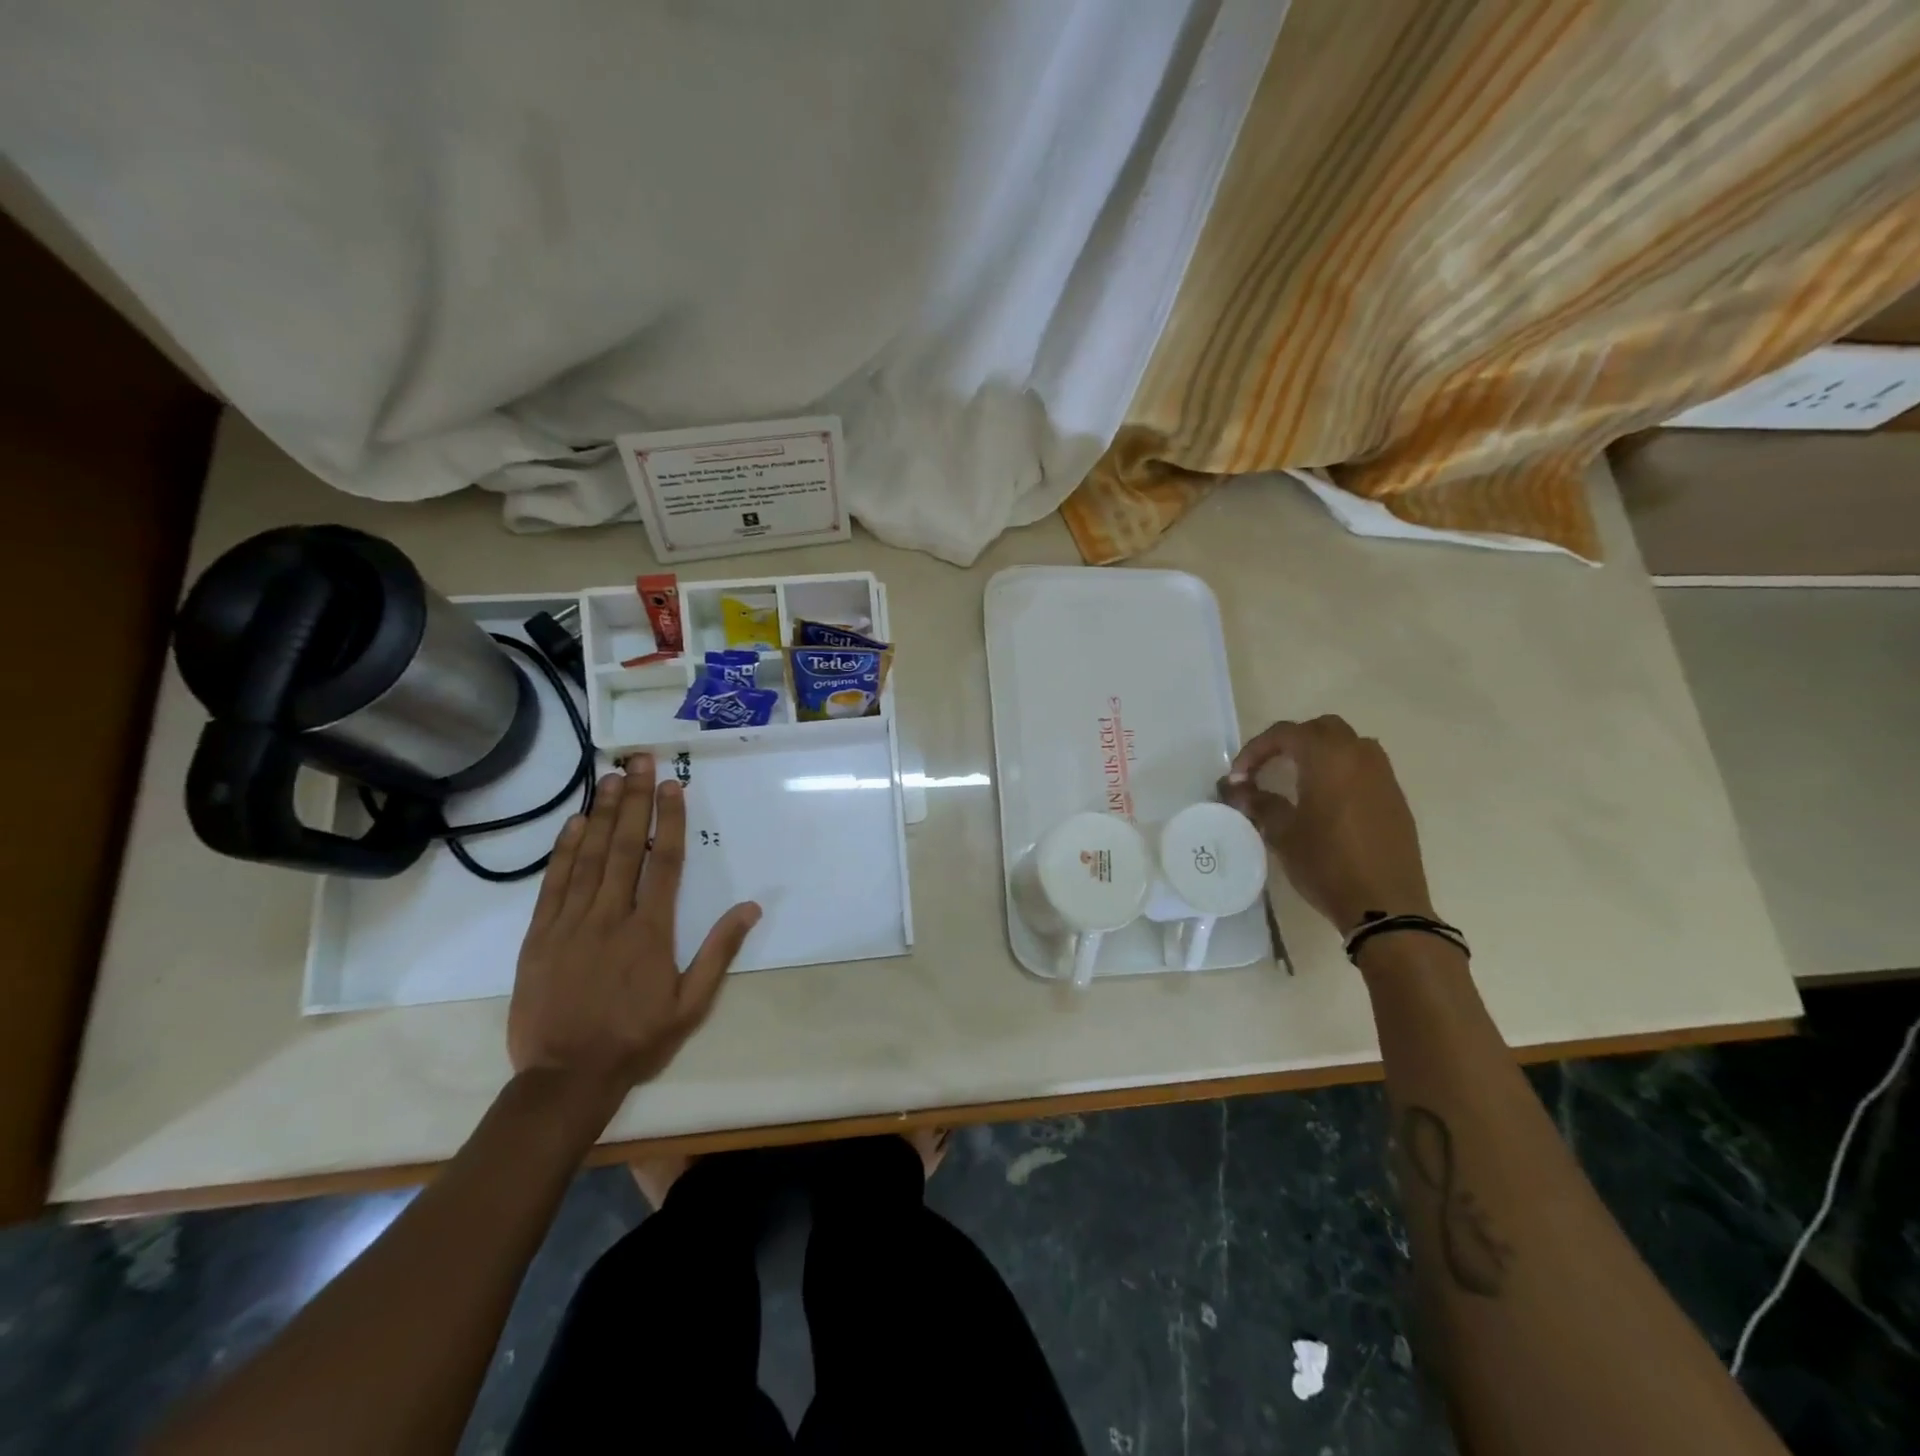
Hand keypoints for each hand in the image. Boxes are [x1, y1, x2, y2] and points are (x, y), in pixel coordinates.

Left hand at [508, 754, 761, 1107]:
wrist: (565, 1078)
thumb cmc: (636, 1039)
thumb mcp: (692, 1004)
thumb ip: (719, 952)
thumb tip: (752, 907)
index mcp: (650, 931)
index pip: (662, 862)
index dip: (667, 820)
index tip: (672, 786)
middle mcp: (610, 916)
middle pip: (623, 847)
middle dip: (633, 800)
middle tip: (639, 761)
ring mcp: (570, 924)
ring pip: (588, 857)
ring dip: (600, 814)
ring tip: (610, 778)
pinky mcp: (540, 937)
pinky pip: (554, 884)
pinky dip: (564, 851)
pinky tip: (573, 824)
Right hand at [1217, 715, 1432, 934]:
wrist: (1385, 905)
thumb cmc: (1326, 863)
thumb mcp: (1282, 832)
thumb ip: (1258, 802)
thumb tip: (1236, 789)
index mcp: (1328, 757)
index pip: (1285, 734)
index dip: (1255, 750)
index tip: (1238, 778)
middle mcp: (1359, 756)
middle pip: (1320, 729)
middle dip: (1289, 742)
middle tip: (1267, 768)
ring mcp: (1383, 776)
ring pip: (1348, 745)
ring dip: (1319, 753)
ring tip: (1297, 779)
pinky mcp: (1395, 798)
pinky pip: (1364, 768)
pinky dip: (1340, 771)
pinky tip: (1326, 800)